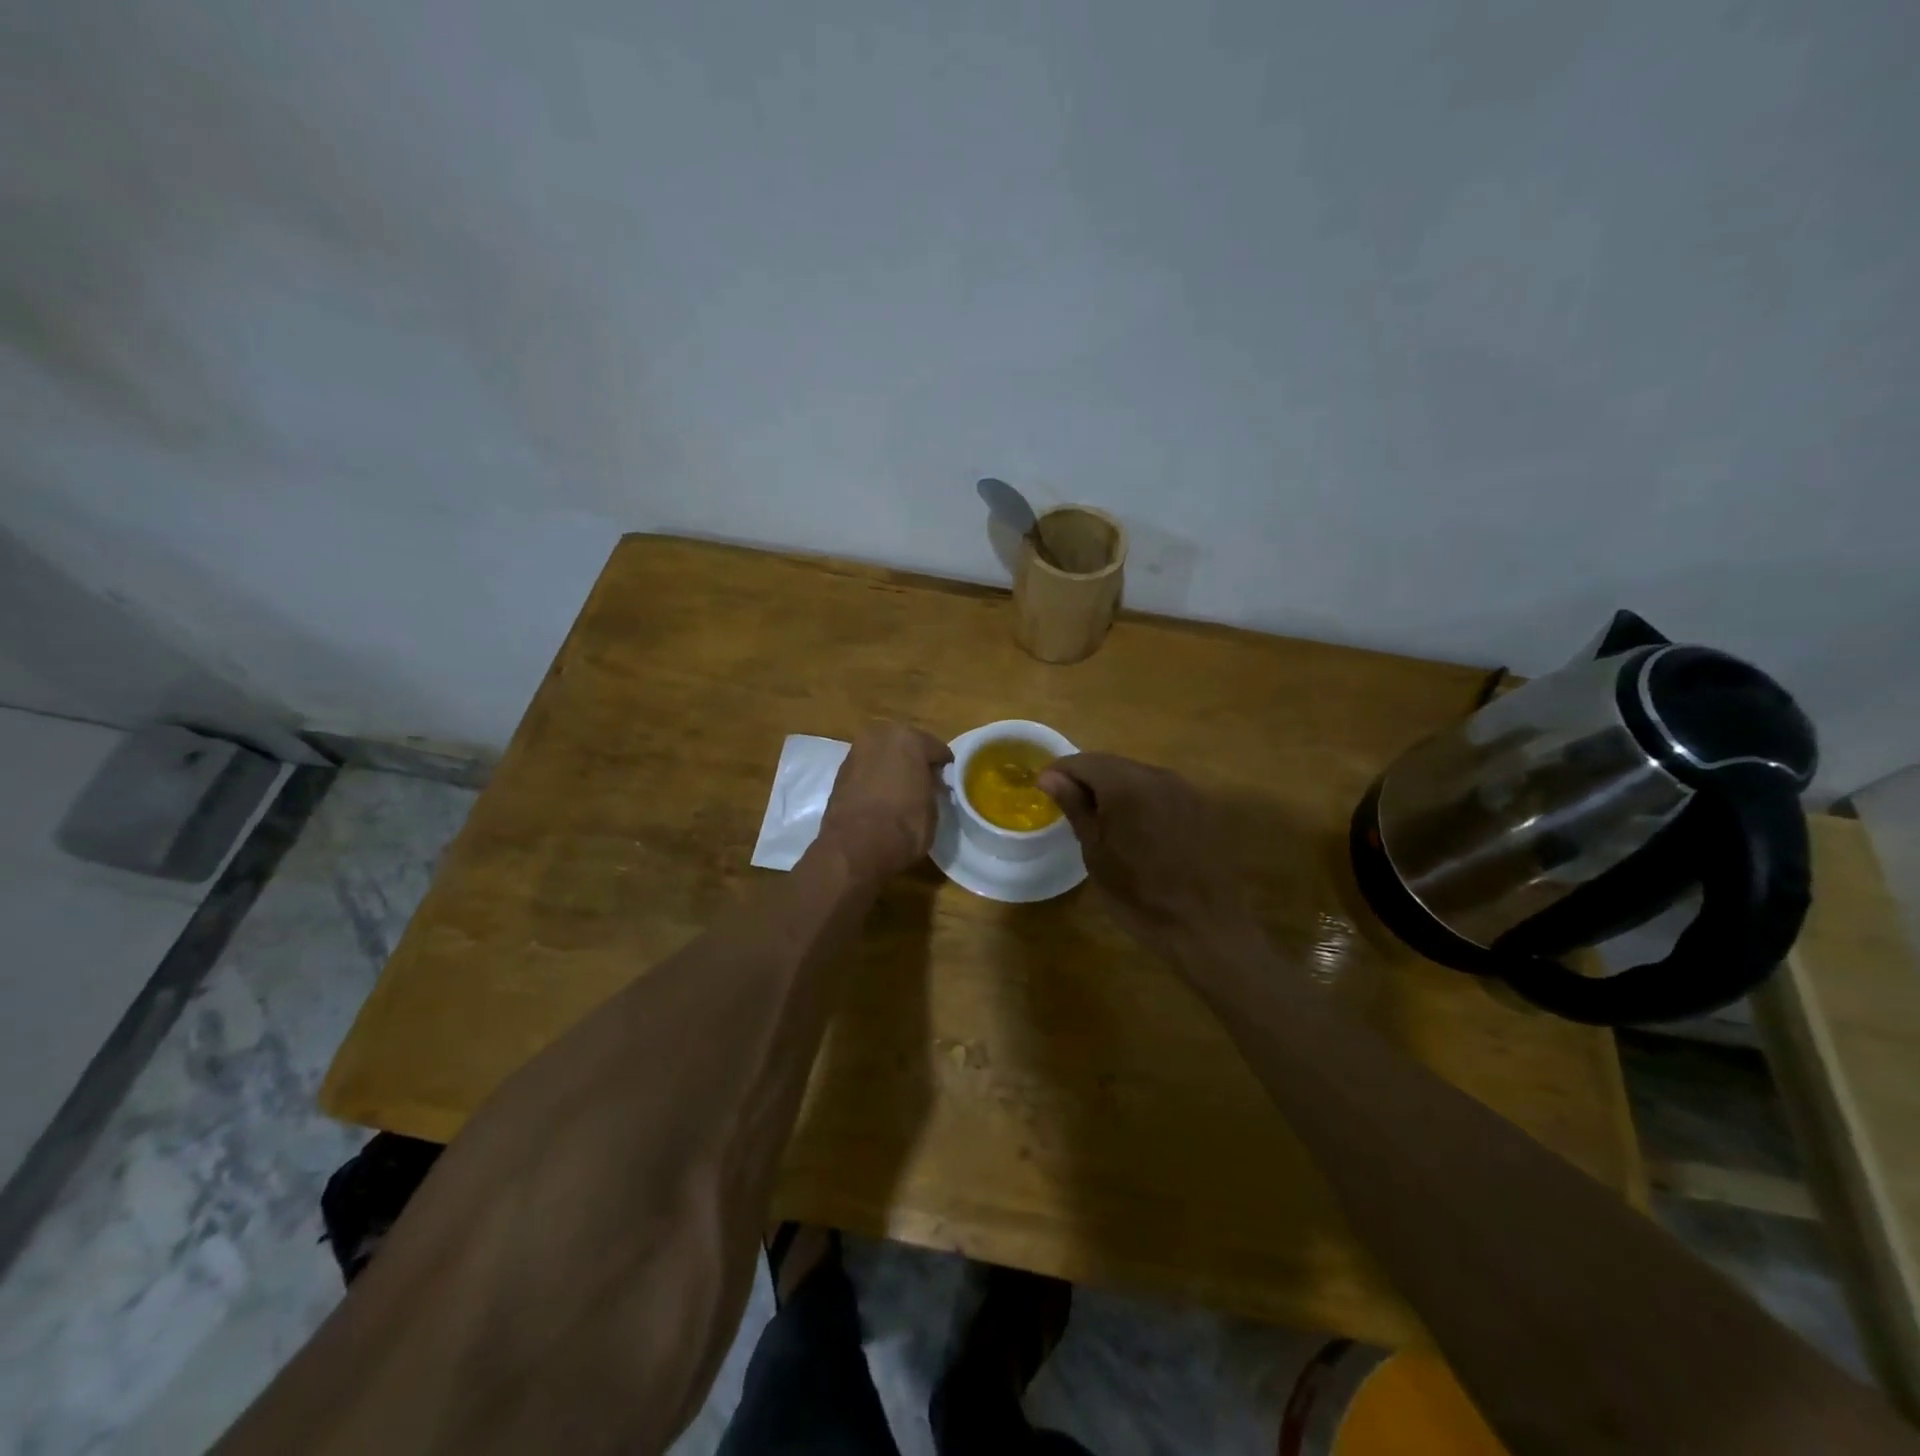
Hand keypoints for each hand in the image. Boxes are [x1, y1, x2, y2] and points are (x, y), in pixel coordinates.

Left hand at [817, 721, 952, 883]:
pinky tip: (880, 798)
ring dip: (891, 768)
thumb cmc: (904, 825)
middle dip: (914, 761)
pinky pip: (866, 770)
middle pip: (905, 745)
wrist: (855, 847)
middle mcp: (880, 737)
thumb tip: (927, 785)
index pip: (936, 748)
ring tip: (901, 792)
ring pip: (882, 756)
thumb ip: (931, 787)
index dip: (944, 767)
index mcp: (909, 738)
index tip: (947, 782)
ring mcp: (856, 752)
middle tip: (924, 784)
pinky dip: (874, 779)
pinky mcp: (839, 773)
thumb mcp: (932, 807)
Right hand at [1038, 753, 1256, 962]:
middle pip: (1112, 763)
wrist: (1204, 927)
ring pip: (1138, 775)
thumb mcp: (1095, 852)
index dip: (1060, 772)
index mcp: (1126, 784)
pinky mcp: (1202, 805)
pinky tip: (1136, 826)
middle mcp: (1158, 775)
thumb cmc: (1138, 895)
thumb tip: (1049, 776)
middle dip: (1087, 778)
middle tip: (1069, 804)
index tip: (1043, 790)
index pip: (1083, 761)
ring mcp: (1185, 788)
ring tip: (1101, 817)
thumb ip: (1074, 806)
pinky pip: (1161, 790)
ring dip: (1115, 787)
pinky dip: (1141, 798)